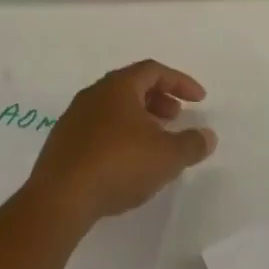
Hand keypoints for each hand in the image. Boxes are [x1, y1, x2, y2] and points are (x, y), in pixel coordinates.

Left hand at [25, 61, 215, 230]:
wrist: (60, 198)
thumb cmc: (118, 165)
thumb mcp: (167, 156)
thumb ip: (192, 144)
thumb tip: (208, 136)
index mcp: (118, 87)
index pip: (153, 70)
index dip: (180, 82)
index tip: (199, 100)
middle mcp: (93, 94)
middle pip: (132, 86)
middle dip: (159, 99)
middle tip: (177, 118)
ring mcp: (74, 118)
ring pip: (114, 108)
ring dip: (139, 118)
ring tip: (155, 142)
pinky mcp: (62, 143)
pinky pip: (98, 128)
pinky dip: (119, 135)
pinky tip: (127, 162)